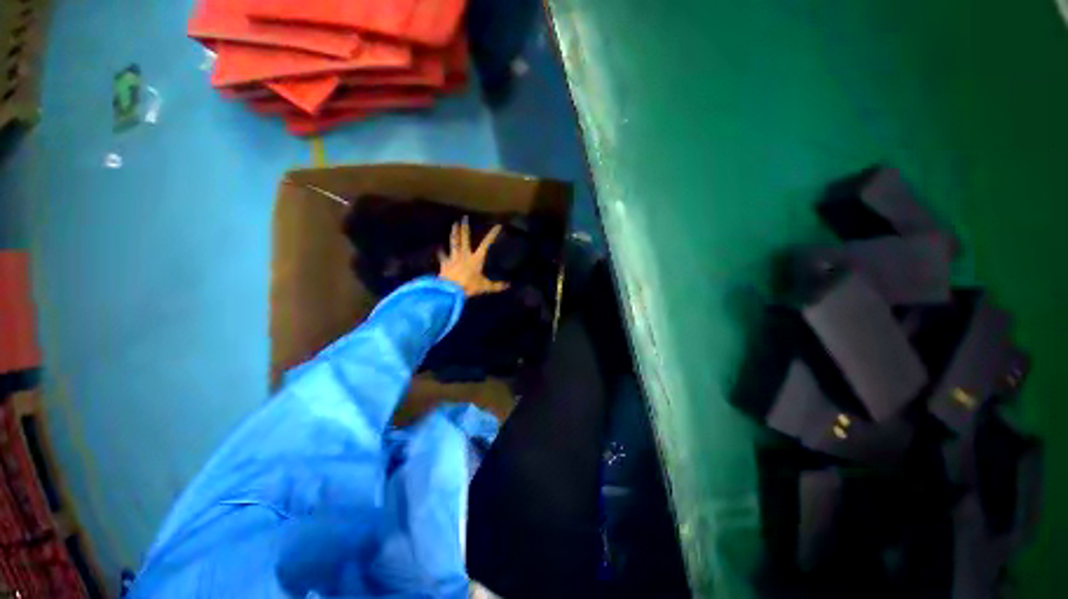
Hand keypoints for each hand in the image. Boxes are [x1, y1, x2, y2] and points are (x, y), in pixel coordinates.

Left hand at [438, 218, 509, 296]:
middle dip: (465, 228)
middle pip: (465, 239)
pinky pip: (442, 256)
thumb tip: (508, 285)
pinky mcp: (445, 263)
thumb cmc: (469, 286)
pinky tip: (439, 249)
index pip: (486, 244)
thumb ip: (496, 286)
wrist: (450, 289)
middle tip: (464, 217)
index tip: (497, 225)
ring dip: (454, 233)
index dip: (492, 234)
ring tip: (454, 224)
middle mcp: (465, 255)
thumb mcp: (485, 287)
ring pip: (454, 242)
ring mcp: (453, 257)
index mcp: (476, 259)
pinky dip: (441, 253)